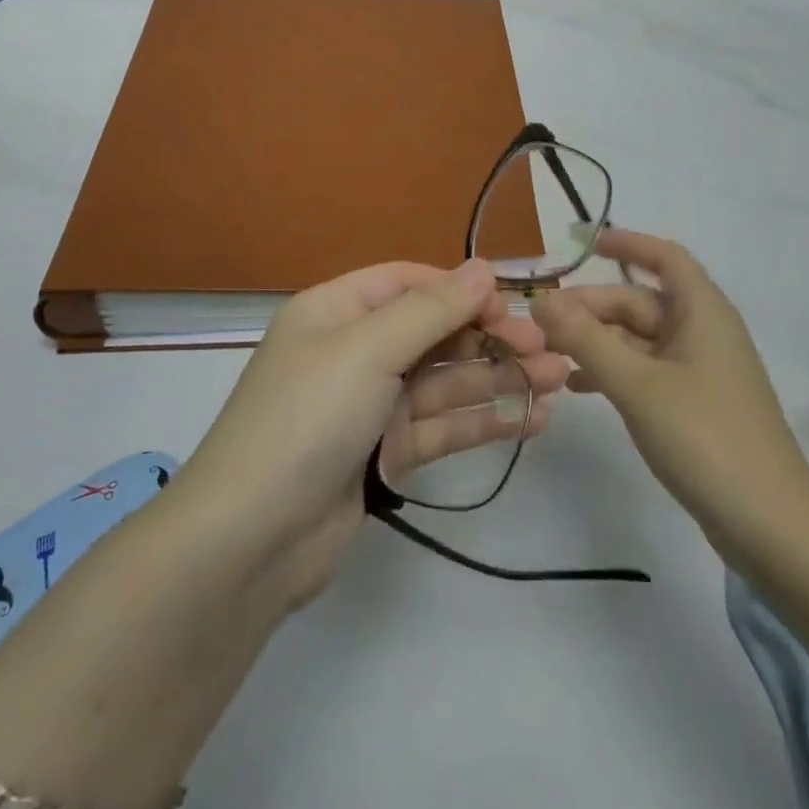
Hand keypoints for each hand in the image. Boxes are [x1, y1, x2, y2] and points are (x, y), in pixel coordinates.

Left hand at [174, 259, 569, 610]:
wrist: (250, 540)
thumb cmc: (307, 418)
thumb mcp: (368, 349)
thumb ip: (432, 309)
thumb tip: (484, 268)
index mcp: (337, 311)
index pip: (409, 283)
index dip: (460, 289)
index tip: (511, 304)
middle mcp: (354, 351)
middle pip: (434, 333)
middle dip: (490, 338)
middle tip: (547, 349)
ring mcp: (371, 405)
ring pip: (446, 382)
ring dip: (499, 379)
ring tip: (558, 380)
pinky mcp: (385, 454)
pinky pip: (443, 427)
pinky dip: (484, 421)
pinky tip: (532, 419)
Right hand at [531, 229, 808, 552]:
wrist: (769, 523)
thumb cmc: (705, 436)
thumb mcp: (637, 384)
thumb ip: (586, 340)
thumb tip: (542, 301)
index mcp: (702, 312)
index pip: (665, 257)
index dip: (628, 244)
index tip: (585, 244)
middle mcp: (702, 332)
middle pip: (640, 302)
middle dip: (591, 307)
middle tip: (540, 322)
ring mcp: (699, 370)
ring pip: (639, 339)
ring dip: (596, 341)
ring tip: (548, 353)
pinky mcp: (694, 404)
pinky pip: (645, 371)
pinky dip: (612, 371)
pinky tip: (576, 386)